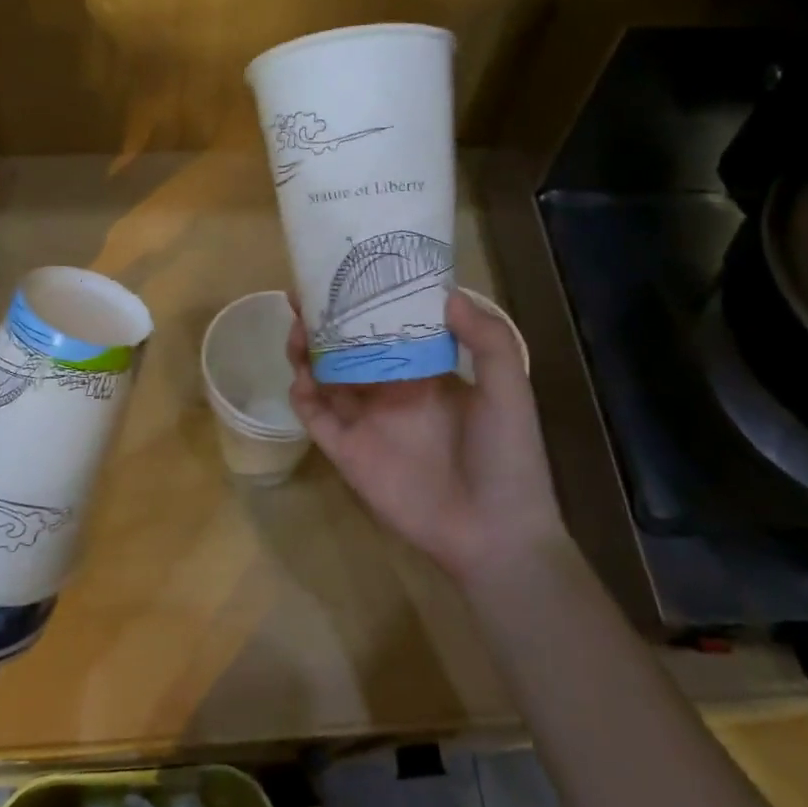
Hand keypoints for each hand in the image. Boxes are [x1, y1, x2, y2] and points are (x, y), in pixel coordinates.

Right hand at [286, 289, 564, 583]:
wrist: (495, 532)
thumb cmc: (507, 457)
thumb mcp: (509, 390)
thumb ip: (487, 340)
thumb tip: (447, 292)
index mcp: (427, 373)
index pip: (389, 328)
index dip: (368, 303)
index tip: (352, 273)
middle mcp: (391, 391)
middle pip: (348, 348)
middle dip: (327, 321)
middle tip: (307, 294)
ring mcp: (367, 422)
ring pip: (325, 377)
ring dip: (308, 351)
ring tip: (298, 326)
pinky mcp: (348, 453)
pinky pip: (316, 418)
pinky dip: (302, 395)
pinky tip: (301, 375)